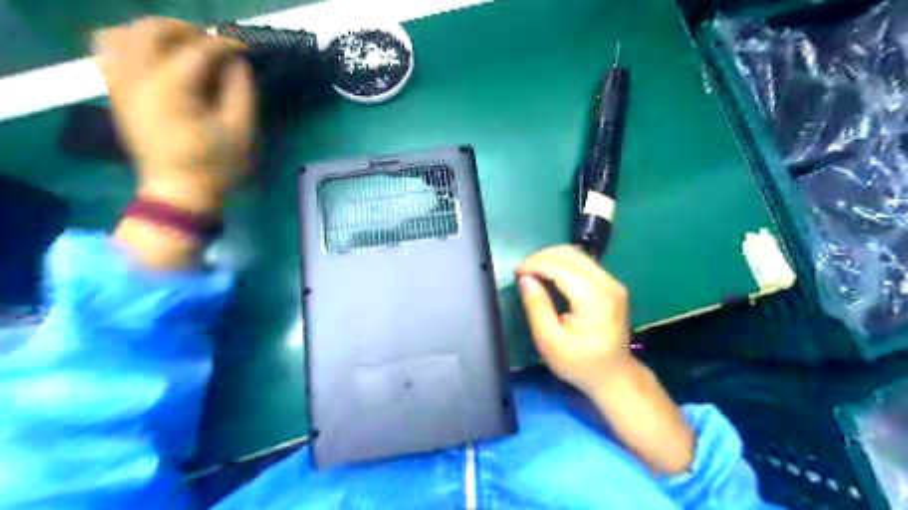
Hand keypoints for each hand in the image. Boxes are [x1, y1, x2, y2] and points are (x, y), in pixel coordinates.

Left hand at [93, 16, 253, 211]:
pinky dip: (129, 43)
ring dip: (153, 32)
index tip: (243, 49)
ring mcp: (121, 83)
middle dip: (186, 30)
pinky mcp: (116, 92)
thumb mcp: (241, 130)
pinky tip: (154, 57)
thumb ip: (241, 90)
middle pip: (152, 30)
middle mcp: (137, 77)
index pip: (198, 50)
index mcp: (171, 88)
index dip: (224, 45)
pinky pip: (108, 51)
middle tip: (212, 44)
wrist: (179, 191)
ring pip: (122, 33)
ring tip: (180, 46)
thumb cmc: (215, 165)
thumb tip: (237, 63)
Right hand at [518, 244, 633, 394]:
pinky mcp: (612, 284)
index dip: (535, 264)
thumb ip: (537, 307)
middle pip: (570, 254)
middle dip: (541, 257)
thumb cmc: (578, 363)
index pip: (561, 267)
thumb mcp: (549, 341)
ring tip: (532, 273)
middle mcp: (607, 284)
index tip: (516, 274)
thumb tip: (524, 278)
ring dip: (551, 258)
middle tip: (522, 273)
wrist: (613, 375)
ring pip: (577, 255)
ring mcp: (612, 282)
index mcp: (593, 300)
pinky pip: (583, 263)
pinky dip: (562, 263)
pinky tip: (549, 275)